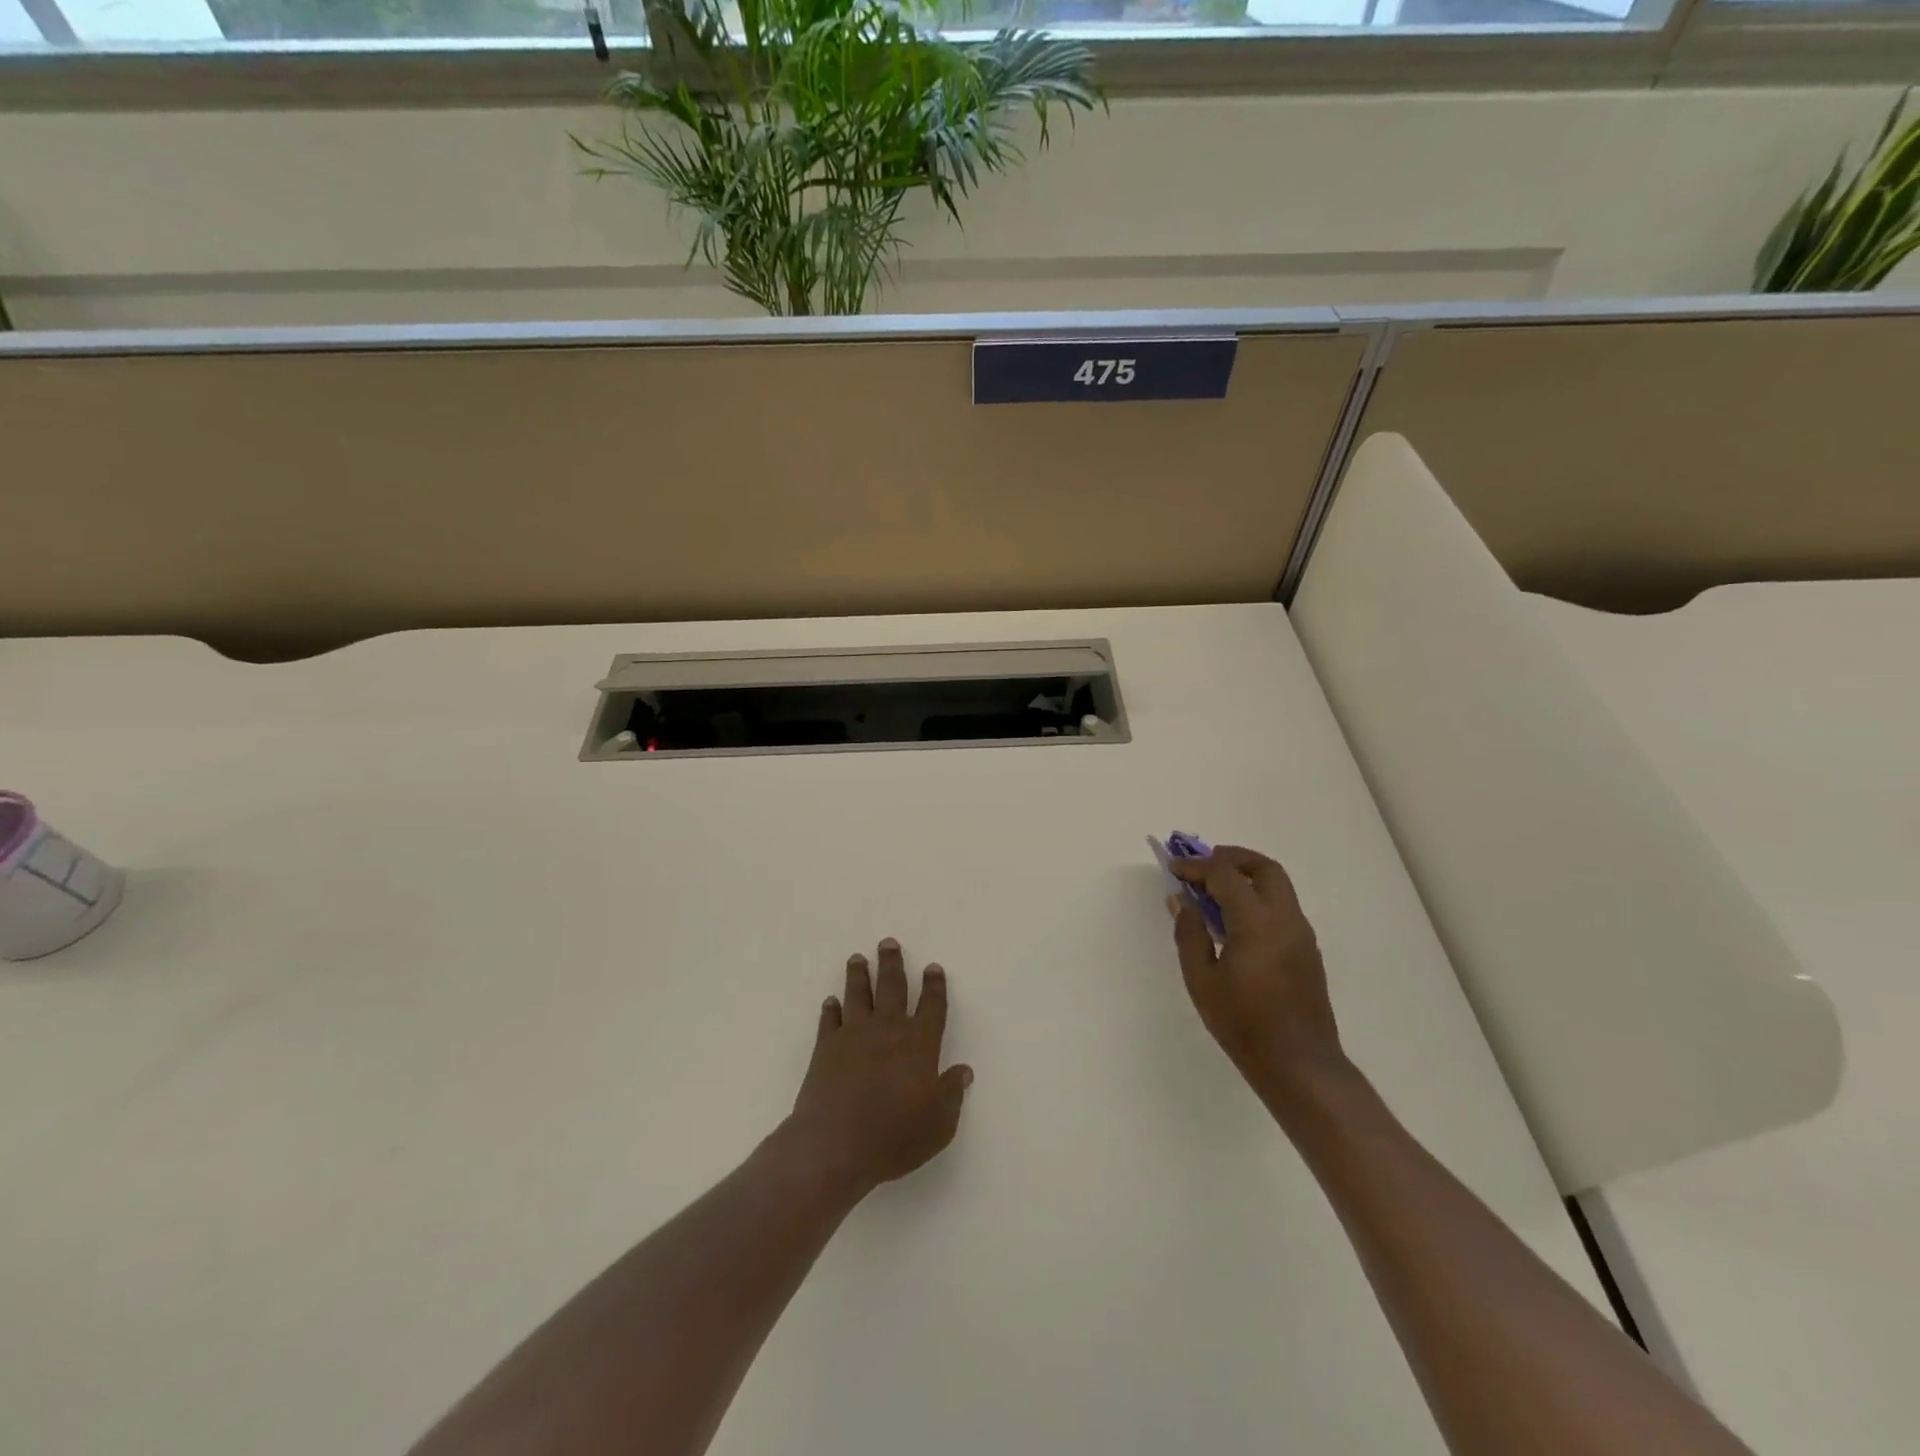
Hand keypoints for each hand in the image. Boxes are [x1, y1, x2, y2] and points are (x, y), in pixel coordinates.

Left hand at [787, 939, 973, 1201]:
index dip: (934, 986)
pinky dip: (831, 1009)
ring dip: (858, 975)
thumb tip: (963, 1071)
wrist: (835, 1144)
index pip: (932, 1006)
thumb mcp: (938, 1124)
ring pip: (858, 994)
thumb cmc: (894, 1136)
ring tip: (857, 958)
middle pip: (892, 987)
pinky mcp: (826, 1047)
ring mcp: (854, 1035)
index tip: (932, 967)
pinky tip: (831, 1001)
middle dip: (892, 964)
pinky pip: (830, 1020)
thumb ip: (952, 1094)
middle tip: (888, 943)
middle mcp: (888, 1030)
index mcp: (919, 1044)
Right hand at [1170, 846, 1345, 1109]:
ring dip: (1246, 877)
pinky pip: (1282, 907)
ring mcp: (1302, 934)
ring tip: (1214, 891)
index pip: (1225, 875)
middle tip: (1202, 865)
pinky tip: (1234, 921)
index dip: (1197, 866)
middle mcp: (1286, 919)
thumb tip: (1182, 901)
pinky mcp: (1307, 950)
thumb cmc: (1243, 1024)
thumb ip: (1190, 934)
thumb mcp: (1202, 980)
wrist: (1299, 1065)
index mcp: (1257, 923)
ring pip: (1278, 886)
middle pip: (1264, 868)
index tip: (1174, 868)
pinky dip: (1257, 898)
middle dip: (1231, 857)